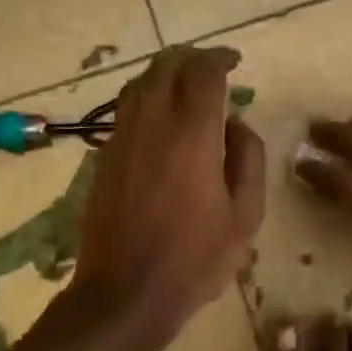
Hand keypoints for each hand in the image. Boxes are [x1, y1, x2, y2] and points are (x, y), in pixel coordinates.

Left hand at [72, 47, 265, 332]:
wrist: (126, 292)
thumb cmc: (195, 258)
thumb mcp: (245, 215)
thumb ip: (248, 159)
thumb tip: (236, 125)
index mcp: (192, 134)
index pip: (202, 72)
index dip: (219, 58)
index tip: (234, 62)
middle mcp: (152, 124)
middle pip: (164, 67)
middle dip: (190, 59)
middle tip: (211, 69)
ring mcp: (121, 140)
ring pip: (138, 85)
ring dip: (163, 74)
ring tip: (184, 87)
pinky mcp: (103, 158)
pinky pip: (123, 111)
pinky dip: (144, 99)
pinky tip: (158, 119)